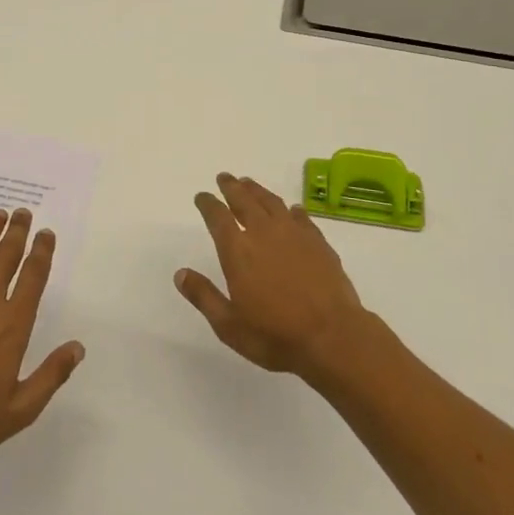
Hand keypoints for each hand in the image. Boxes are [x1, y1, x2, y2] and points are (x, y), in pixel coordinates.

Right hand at [176, 173, 366, 376]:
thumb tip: (180, 274)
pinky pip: (301, 217)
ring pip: (272, 202)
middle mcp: (264, 234)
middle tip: (224, 177)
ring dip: (258, 191)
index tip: (201, 196)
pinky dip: (292, 210)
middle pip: (244, 200)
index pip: (217, 217)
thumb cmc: (275, 335)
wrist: (333, 337)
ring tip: (249, 183)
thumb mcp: (229, 325)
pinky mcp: (318, 243)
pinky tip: (292, 210)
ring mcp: (294, 235)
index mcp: (238, 251)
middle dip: (232, 187)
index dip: (208, 204)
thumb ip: (204, 296)